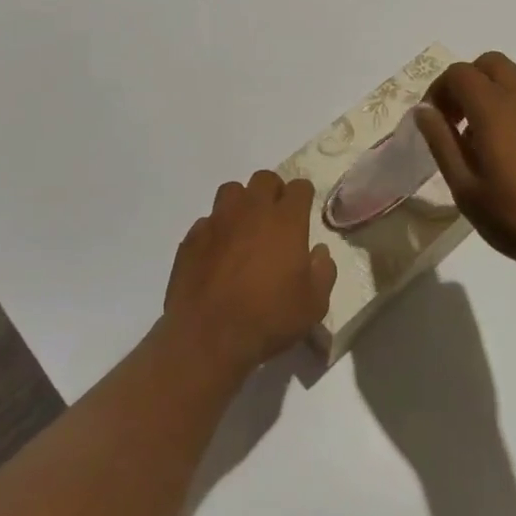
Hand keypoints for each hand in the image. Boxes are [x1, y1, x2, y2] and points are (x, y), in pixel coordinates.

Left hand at [163, 170, 336, 378]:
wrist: (208, 337)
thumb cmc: (269, 319)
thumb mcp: (314, 304)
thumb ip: (323, 272)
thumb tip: (319, 252)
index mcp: (285, 221)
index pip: (299, 187)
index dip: (303, 197)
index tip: (304, 213)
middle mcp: (251, 211)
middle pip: (264, 178)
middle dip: (273, 191)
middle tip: (276, 218)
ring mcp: (218, 221)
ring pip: (232, 191)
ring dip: (242, 203)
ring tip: (244, 228)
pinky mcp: (192, 237)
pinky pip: (208, 220)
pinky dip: (216, 230)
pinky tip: (218, 253)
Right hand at [415, 52, 515, 284]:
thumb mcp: (466, 188)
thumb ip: (441, 142)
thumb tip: (424, 110)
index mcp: (495, 109)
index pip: (459, 73)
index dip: (439, 90)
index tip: (434, 122)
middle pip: (489, 63)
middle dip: (466, 83)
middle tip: (457, 121)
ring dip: (492, 94)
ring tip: (486, 140)